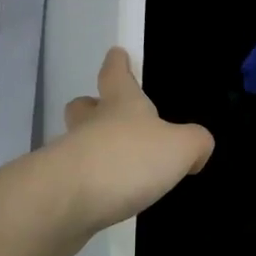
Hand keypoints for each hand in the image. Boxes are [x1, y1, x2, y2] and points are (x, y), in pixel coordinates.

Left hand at [51, 48, 213, 241]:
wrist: (67, 201)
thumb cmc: (128, 160)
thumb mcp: (180, 148)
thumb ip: (195, 143)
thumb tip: (197, 150)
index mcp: (121, 105)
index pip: (116, 74)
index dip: (118, 64)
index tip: (116, 54)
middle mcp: (91, 124)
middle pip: (84, 107)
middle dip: (93, 106)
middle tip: (102, 110)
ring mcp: (70, 157)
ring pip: (78, 143)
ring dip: (93, 149)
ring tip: (118, 168)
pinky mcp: (59, 190)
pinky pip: (77, 180)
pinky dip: (90, 185)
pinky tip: (106, 199)